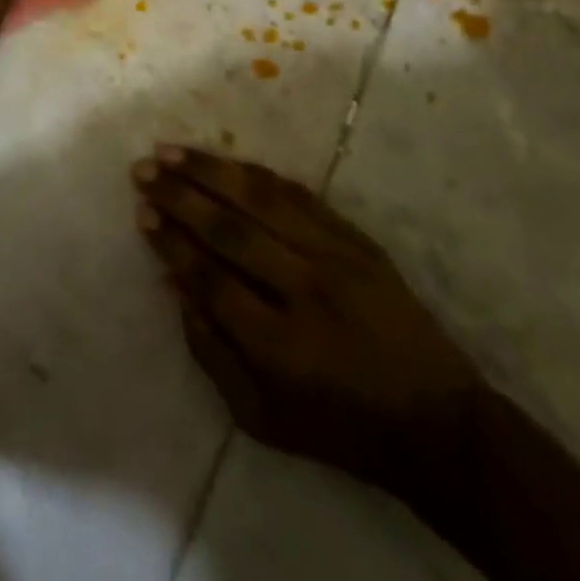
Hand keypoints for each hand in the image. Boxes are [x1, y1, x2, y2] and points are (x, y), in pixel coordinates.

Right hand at [133, 146, 483, 504]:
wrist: (437, 421)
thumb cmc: (340, 429)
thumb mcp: (262, 418)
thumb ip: (210, 352)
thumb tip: (174, 284)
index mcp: (280, 346)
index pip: (210, 277)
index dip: (171, 242)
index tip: (142, 212)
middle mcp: (305, 290)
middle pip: (231, 228)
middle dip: (180, 194)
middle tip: (143, 169)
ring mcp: (336, 257)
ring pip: (263, 199)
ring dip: (212, 171)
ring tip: (172, 151)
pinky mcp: (357, 239)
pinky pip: (299, 195)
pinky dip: (258, 175)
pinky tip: (229, 162)